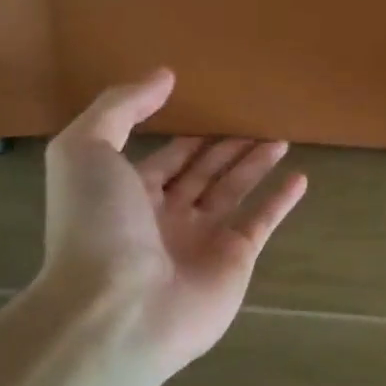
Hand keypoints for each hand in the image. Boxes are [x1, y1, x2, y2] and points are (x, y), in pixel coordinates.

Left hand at [39, 70, 307, 375]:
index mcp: (127, 194)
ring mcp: (202, 240)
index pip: (165, 159)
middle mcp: (165, 216)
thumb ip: (121, 107)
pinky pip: (262, 222)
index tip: (211, 110)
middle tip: (254, 119)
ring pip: (233, 191)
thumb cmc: (97, 226)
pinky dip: (281, 201)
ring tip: (280, 137)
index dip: (187, 136)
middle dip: (225, 147)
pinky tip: (300, 177)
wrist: (118, 309)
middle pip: (202, 173)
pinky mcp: (235, 260)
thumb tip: (165, 76)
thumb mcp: (85, 150)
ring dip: (255, 164)